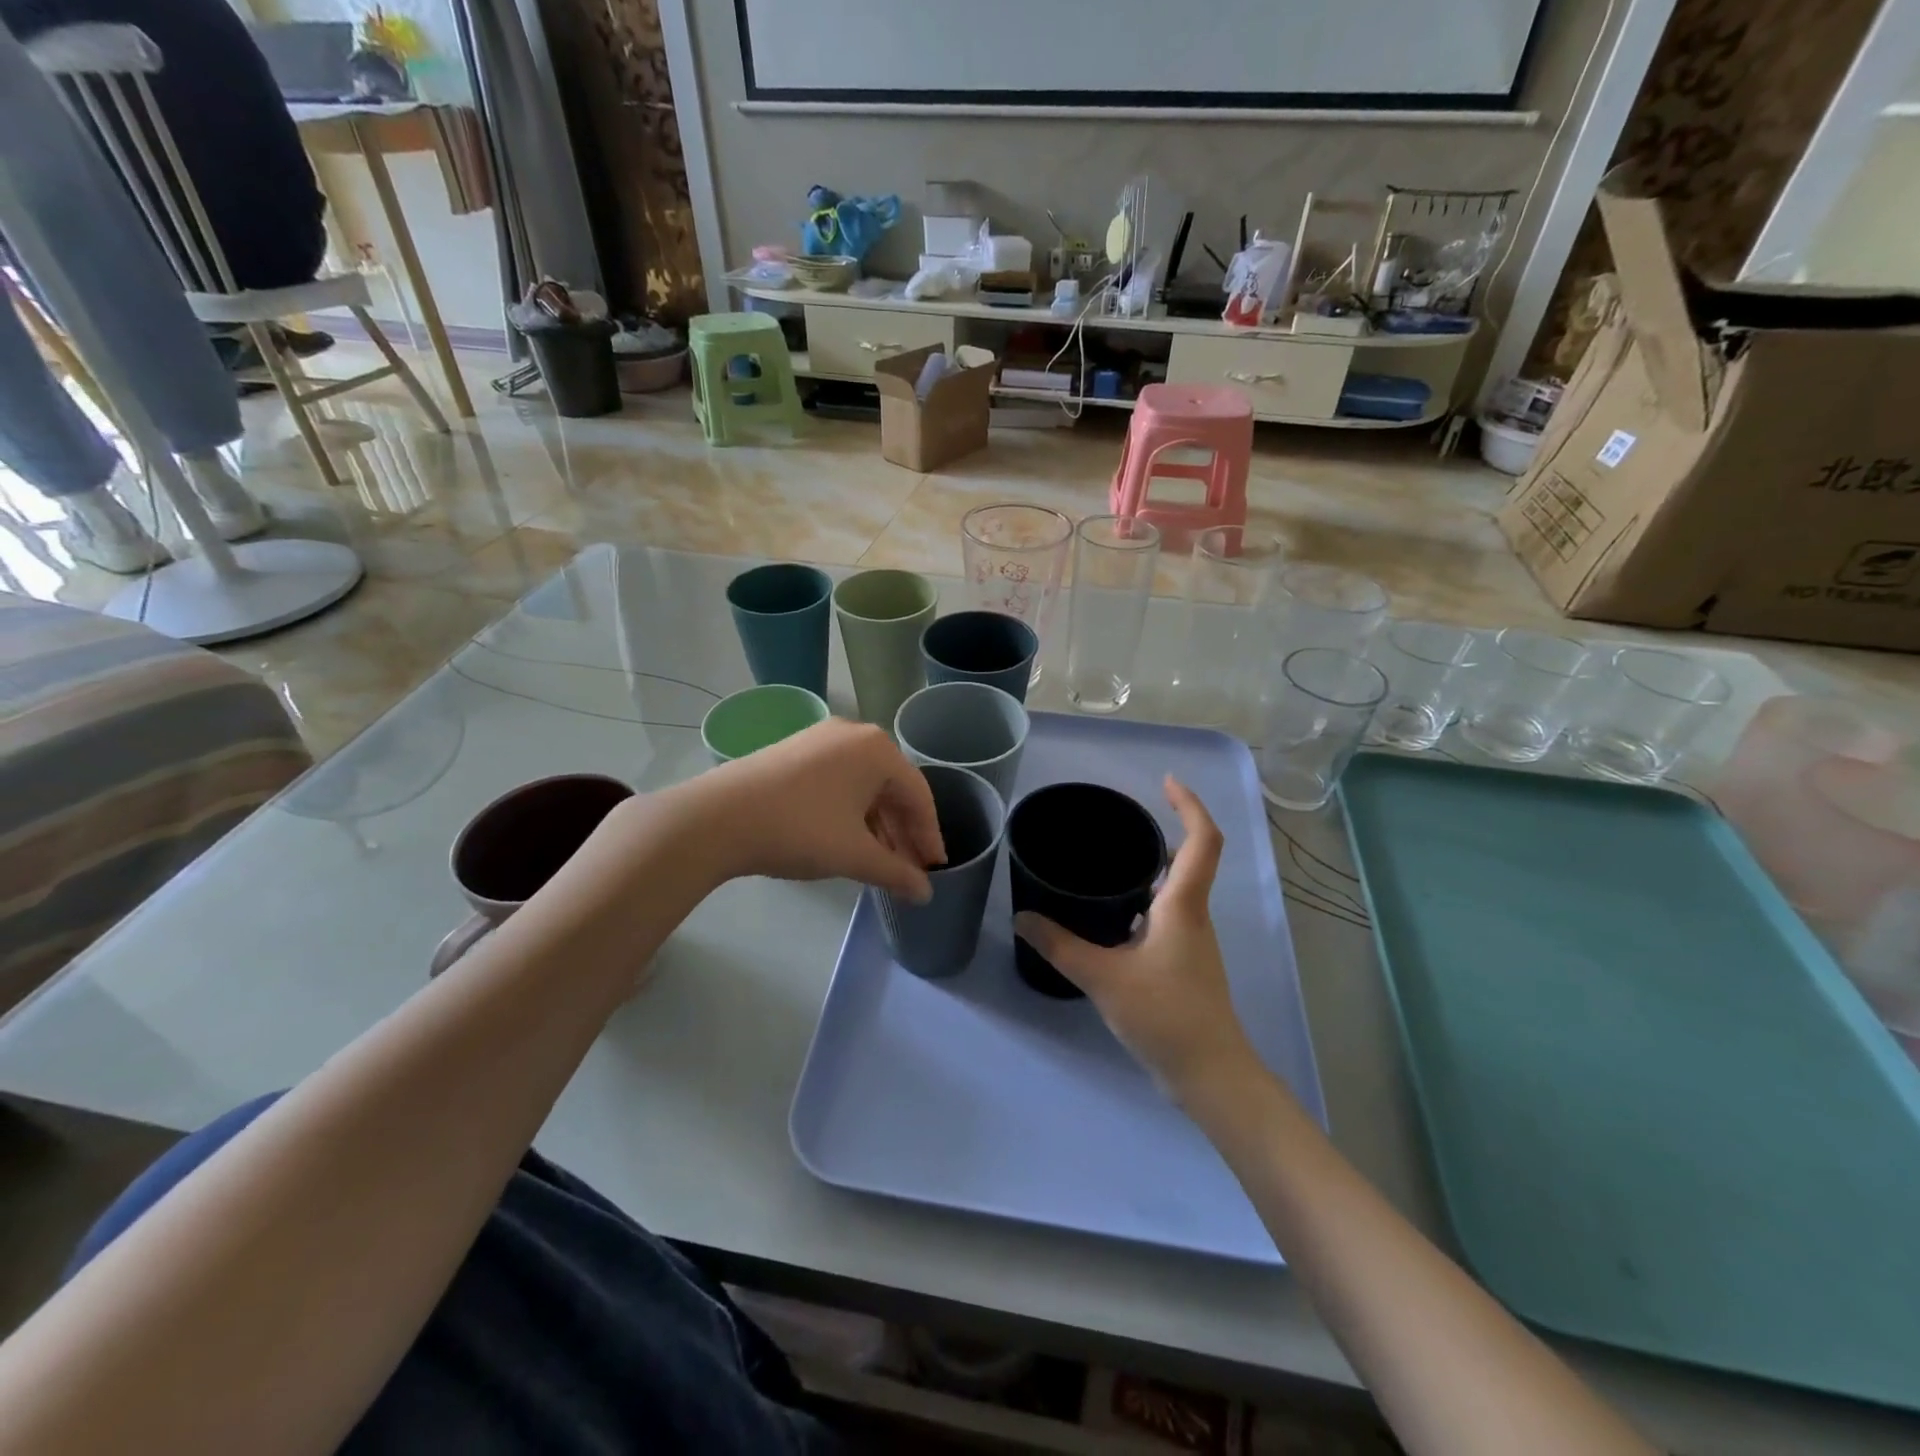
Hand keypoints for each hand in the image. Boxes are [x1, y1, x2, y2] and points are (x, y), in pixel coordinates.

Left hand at [692, 718, 944, 900]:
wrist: (718, 817)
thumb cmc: (800, 829)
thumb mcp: (854, 855)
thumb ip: (896, 873)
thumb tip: (925, 893)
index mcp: (878, 750)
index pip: (919, 795)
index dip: (929, 835)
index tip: (935, 867)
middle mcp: (854, 735)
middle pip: (892, 788)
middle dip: (903, 832)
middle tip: (911, 869)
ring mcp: (821, 739)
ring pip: (863, 786)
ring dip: (877, 824)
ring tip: (881, 861)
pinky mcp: (795, 751)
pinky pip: (838, 781)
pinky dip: (851, 812)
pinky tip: (849, 839)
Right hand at [1013, 777, 1258, 1100]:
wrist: (1210, 1076)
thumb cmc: (1166, 1016)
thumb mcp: (1104, 977)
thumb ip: (1060, 945)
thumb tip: (1022, 916)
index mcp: (1184, 905)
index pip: (1203, 840)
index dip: (1189, 804)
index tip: (1165, 782)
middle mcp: (1194, 916)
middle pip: (1191, 859)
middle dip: (1166, 830)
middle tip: (1122, 820)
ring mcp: (1192, 942)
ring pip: (1178, 889)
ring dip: (1155, 866)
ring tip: (1111, 860)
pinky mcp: (1184, 964)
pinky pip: (1168, 915)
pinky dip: (1147, 900)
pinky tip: (1114, 916)